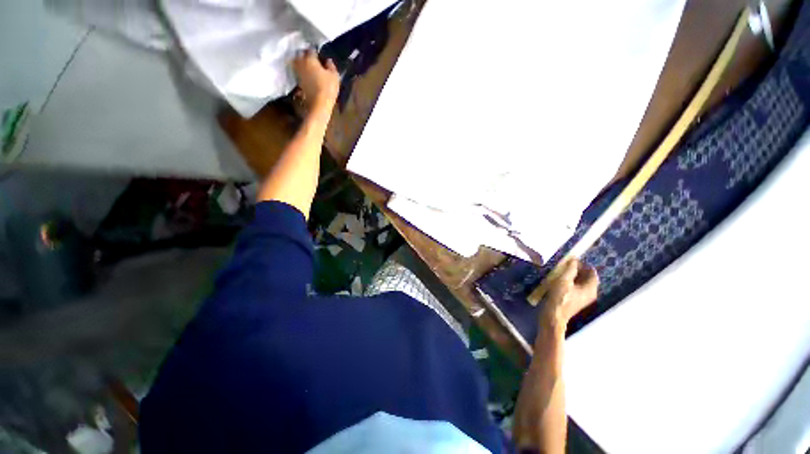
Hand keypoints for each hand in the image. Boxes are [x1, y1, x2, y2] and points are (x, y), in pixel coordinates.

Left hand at [292, 50, 339, 111]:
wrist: (319, 104)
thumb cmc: (328, 88)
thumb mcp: (334, 76)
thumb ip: (331, 66)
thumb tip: (328, 60)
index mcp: (310, 59)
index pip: (311, 50)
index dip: (315, 51)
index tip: (319, 54)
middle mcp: (301, 63)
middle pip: (301, 55)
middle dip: (305, 55)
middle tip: (312, 58)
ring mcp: (298, 73)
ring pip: (298, 63)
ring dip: (302, 63)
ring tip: (309, 66)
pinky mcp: (298, 82)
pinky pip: (299, 73)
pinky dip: (302, 72)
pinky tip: (308, 75)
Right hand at [540, 259, 598, 329]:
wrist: (553, 316)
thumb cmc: (559, 297)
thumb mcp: (563, 280)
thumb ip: (570, 269)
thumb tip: (574, 259)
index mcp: (590, 288)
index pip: (592, 273)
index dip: (584, 265)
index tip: (572, 260)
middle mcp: (590, 294)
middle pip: (587, 278)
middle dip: (578, 270)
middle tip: (565, 264)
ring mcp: (582, 299)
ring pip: (580, 283)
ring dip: (572, 276)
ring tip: (561, 271)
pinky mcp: (574, 301)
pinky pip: (575, 288)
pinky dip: (570, 282)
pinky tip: (559, 281)